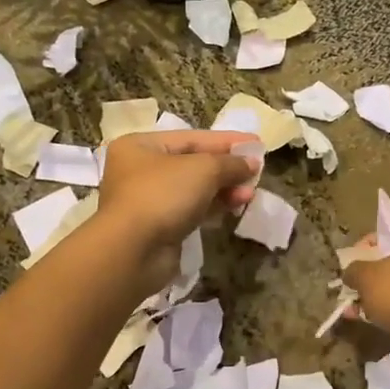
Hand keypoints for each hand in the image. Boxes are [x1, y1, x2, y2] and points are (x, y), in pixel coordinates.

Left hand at [93, 130, 257, 293]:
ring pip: (194, 189)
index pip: (191, 137)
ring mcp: (148, 201)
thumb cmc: (163, 195)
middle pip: (193, 164)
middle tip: (256, 172)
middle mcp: (140, 170)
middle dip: (227, 168)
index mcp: (141, 146)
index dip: (226, 140)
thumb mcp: (203, 169)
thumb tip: (252, 163)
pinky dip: (214, 207)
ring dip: (225, 189)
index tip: (256, 144)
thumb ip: (230, 163)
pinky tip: (236, 206)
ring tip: (250, 193)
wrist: (133, 251)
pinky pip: (192, 211)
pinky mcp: (158, 228)